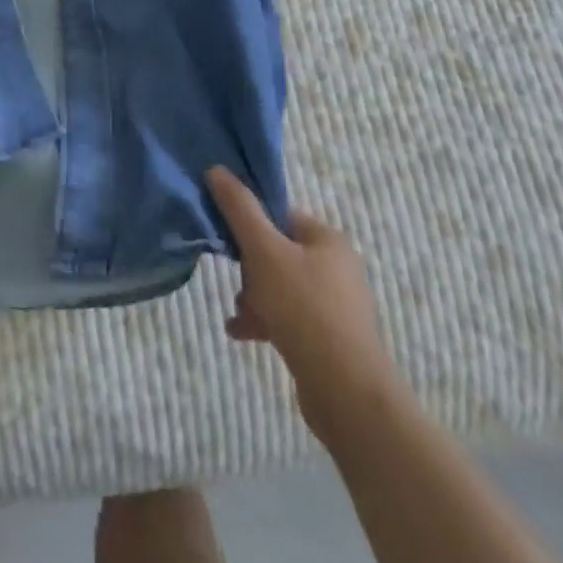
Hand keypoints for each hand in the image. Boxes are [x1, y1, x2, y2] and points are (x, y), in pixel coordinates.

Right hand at [206, 167, 405, 445]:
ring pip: (281, 287)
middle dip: (250, 270)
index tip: (229, 241)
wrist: (346, 392)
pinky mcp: (331, 339)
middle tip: (238, 287)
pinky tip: (243, 334)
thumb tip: (217, 169)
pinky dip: (266, 321)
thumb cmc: (303, 308)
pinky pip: (290, 318)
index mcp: (328, 240)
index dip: (251, 224)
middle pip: (277, 252)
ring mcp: (337, 306)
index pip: (280, 215)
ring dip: (254, 298)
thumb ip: (239, 208)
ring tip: (241, 316)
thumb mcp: (263, 250)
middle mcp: (338, 268)